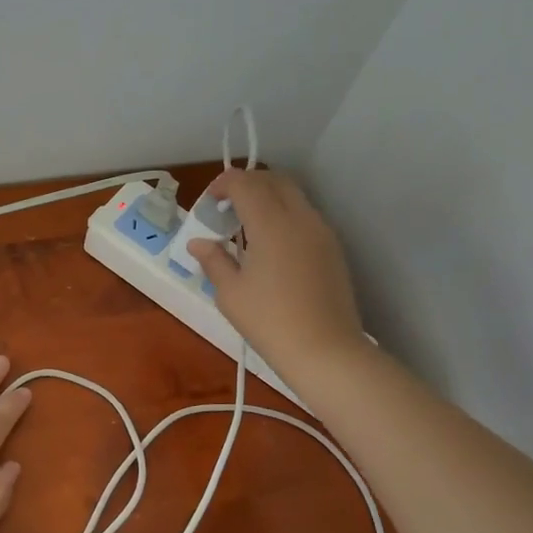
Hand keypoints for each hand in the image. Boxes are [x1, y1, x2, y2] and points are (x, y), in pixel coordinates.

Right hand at [185, 168, 366, 381]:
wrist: (326, 351)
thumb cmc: (270, 322)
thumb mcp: (230, 293)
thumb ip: (213, 260)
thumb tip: (199, 243)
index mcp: (271, 223)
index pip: (245, 183)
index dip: (223, 184)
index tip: (209, 203)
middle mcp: (300, 218)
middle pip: (274, 180)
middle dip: (247, 184)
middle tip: (226, 207)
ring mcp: (321, 232)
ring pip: (293, 196)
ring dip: (267, 198)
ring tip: (246, 227)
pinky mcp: (333, 249)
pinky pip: (305, 216)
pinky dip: (284, 215)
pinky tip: (270, 246)